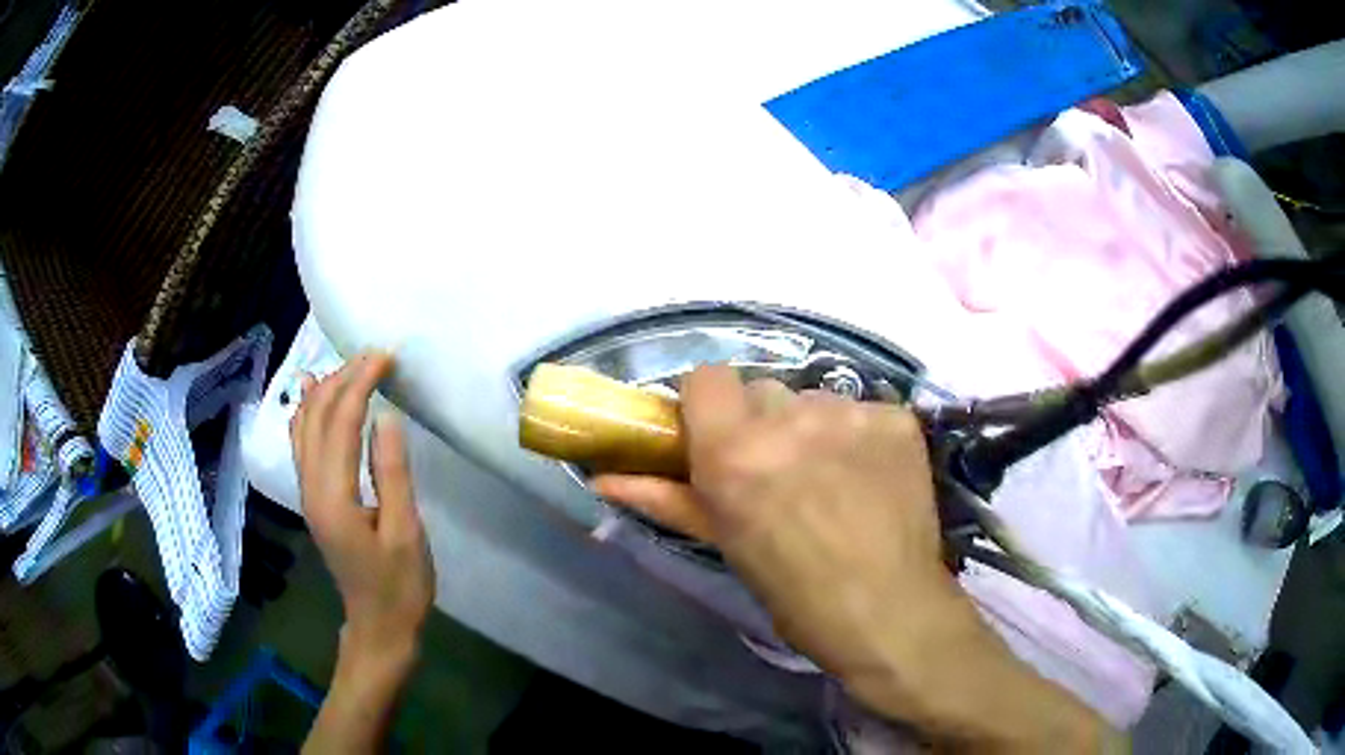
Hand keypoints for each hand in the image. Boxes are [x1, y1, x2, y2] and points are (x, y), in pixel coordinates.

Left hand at [291, 353, 434, 678]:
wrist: (378, 625)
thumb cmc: (399, 586)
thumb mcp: (406, 533)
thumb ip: (392, 473)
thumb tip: (385, 416)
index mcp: (334, 496)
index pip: (340, 423)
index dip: (360, 384)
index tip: (385, 357)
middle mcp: (311, 488)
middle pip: (316, 417)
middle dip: (343, 378)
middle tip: (376, 356)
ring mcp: (307, 493)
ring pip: (304, 426)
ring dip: (325, 390)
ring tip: (351, 366)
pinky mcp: (314, 498)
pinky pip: (303, 443)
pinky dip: (310, 412)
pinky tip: (315, 395)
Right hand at [595, 366, 1112, 749]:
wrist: (887, 610)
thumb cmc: (794, 591)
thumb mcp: (725, 543)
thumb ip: (665, 499)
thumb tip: (603, 477)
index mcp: (735, 452)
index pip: (706, 377)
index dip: (710, 406)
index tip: (721, 438)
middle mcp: (790, 418)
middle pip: (763, 390)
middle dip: (764, 424)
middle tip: (781, 473)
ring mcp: (851, 413)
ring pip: (814, 399)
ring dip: (814, 429)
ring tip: (833, 480)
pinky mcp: (896, 417)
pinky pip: (862, 410)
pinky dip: (861, 436)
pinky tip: (871, 477)